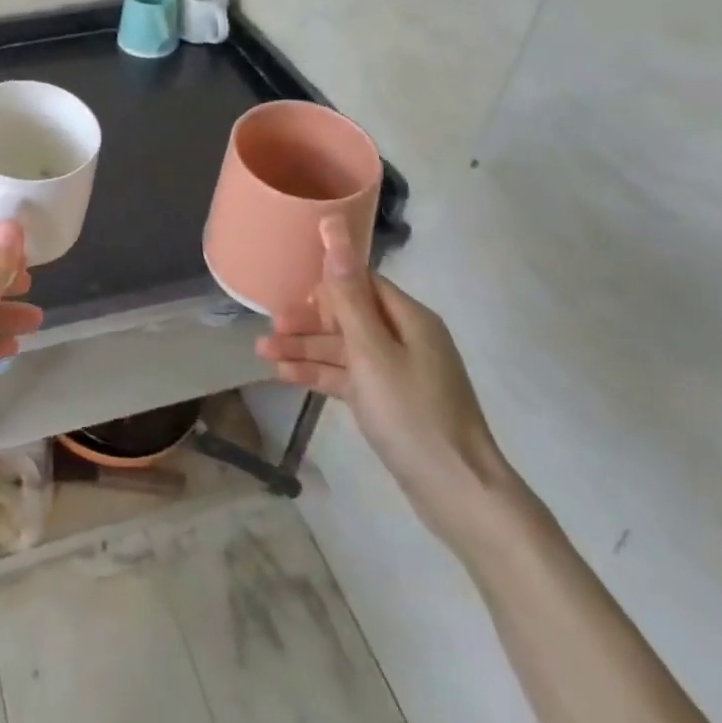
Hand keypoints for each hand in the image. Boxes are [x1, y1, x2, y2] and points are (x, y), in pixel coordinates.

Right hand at [256, 217, 526, 557]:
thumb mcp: (372, 351)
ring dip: (306, 348)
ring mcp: (400, 373)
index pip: (362, 283)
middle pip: (349, 316)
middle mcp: (407, 339)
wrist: (458, 494)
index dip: (326, 285)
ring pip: (344, 349)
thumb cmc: (412, 414)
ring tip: (263, 353)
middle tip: (272, 328)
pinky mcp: (391, 402)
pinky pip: (349, 377)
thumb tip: (334, 229)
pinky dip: (320, 374)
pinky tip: (285, 376)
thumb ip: (347, 294)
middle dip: (309, 320)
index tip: (291, 293)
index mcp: (410, 318)